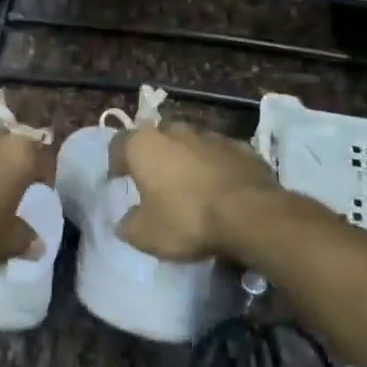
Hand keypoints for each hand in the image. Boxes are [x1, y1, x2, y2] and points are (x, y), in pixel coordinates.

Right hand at [109, 122, 278, 261]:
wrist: (250, 214)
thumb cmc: (186, 219)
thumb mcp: (145, 235)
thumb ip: (129, 225)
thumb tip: (126, 221)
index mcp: (144, 145)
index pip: (119, 143)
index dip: (116, 161)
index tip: (118, 179)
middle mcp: (176, 132)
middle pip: (157, 138)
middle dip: (155, 156)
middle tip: (155, 180)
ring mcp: (212, 136)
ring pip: (191, 143)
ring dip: (187, 159)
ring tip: (190, 185)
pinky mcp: (243, 148)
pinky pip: (221, 155)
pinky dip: (216, 166)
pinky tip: (220, 188)